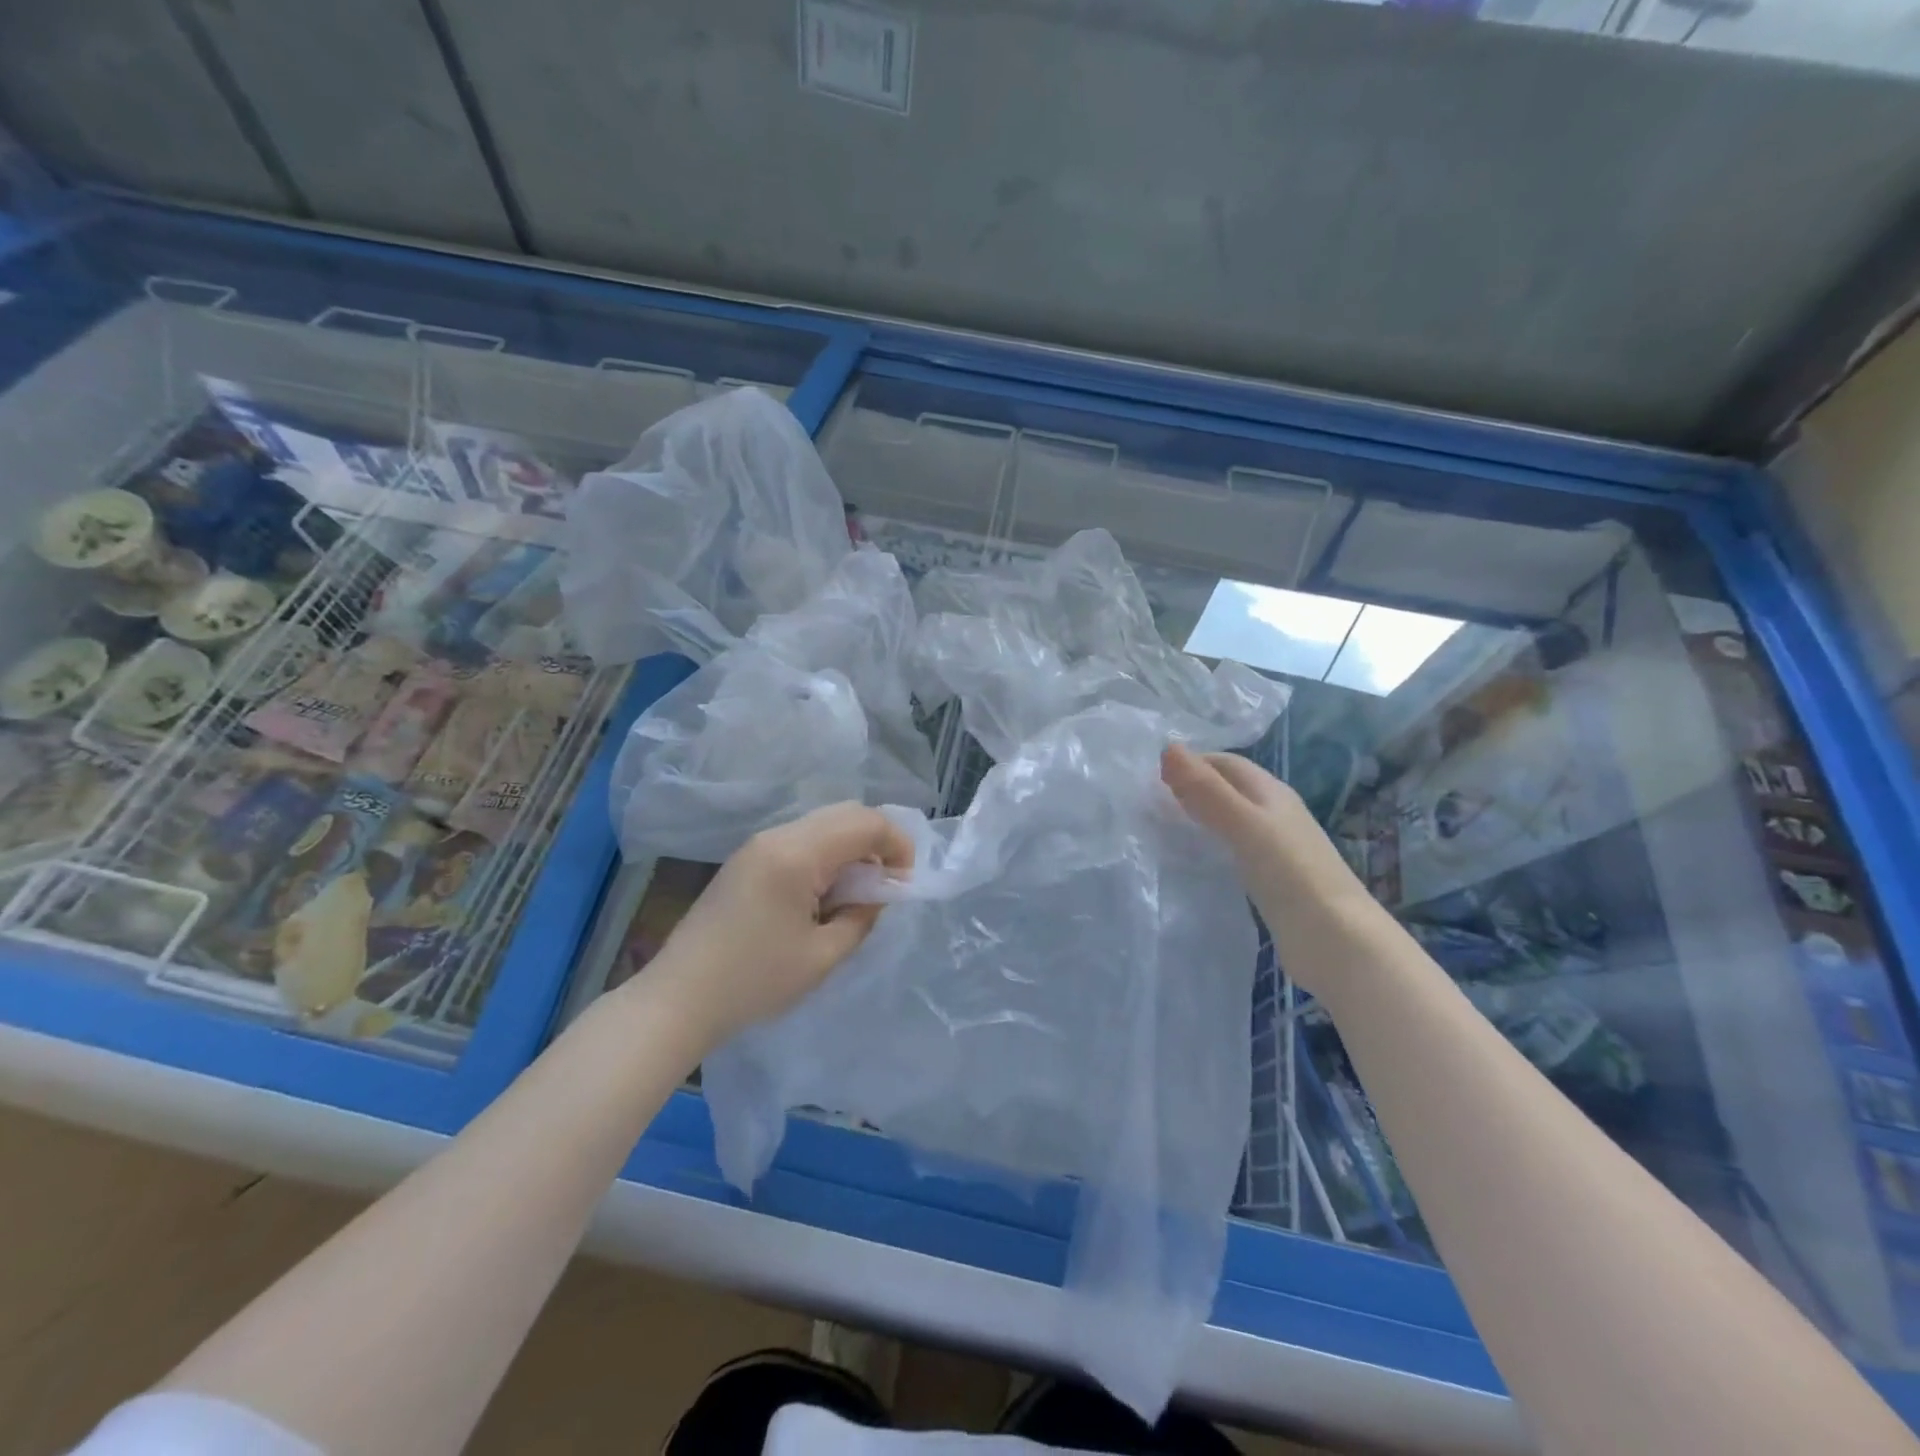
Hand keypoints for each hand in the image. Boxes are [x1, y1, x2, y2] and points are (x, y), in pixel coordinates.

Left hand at [640, 803, 916, 1049]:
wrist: (678, 999)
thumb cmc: (753, 982)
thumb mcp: (822, 957)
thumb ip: (862, 917)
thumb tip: (877, 893)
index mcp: (797, 854)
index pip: (866, 823)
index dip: (897, 845)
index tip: (904, 884)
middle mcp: (777, 835)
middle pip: (845, 813)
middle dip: (877, 842)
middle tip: (885, 887)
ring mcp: (758, 845)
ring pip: (823, 824)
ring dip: (851, 849)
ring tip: (855, 896)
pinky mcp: (747, 859)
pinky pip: (801, 840)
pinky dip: (826, 856)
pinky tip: (823, 895)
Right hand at [1161, 743, 1380, 996]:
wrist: (1336, 941)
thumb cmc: (1291, 874)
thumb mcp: (1244, 825)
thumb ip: (1206, 790)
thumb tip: (1167, 747)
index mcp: (1272, 793)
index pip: (1225, 763)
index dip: (1191, 762)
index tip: (1149, 776)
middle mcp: (1274, 814)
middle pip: (1228, 789)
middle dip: (1192, 788)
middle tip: (1148, 802)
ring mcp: (1275, 849)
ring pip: (1229, 821)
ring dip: (1199, 818)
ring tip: (1161, 828)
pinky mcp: (1271, 881)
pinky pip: (1232, 851)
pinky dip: (1209, 847)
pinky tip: (1192, 861)